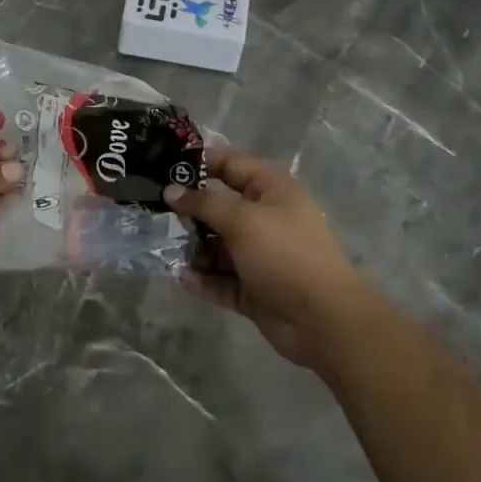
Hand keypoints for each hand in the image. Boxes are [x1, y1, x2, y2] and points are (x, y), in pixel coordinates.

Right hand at [164, 148, 370, 368]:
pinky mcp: (253, 288)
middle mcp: (265, 218)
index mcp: (271, 190)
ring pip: (218, 245)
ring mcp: (259, 255)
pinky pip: (221, 278)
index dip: (199, 162)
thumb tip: (171, 191)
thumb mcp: (242, 220)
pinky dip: (204, 279)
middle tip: (157, 212)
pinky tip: (183, 279)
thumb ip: (203, 204)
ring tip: (168, 250)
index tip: (164, 167)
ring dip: (195, 249)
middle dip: (190, 211)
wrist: (323, 319)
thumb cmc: (285, 254)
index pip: (230, 164)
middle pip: (220, 206)